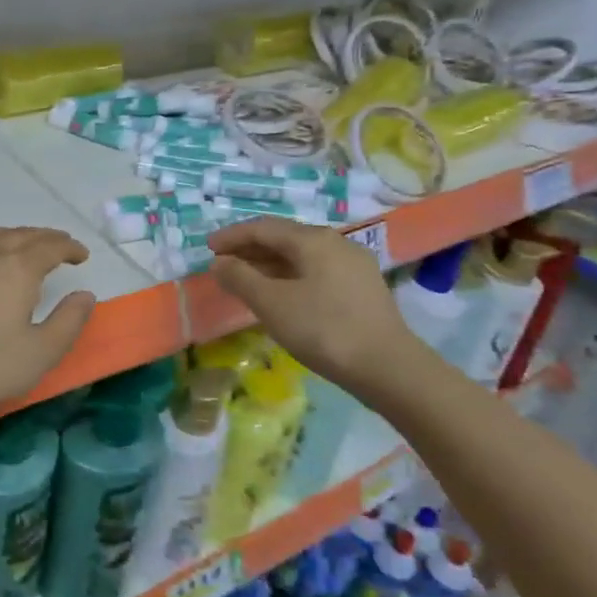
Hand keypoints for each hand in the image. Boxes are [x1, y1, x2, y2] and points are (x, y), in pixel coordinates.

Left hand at [0, 227, 95, 434]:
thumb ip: (68, 321)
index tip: (81, 254)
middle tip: (59, 244)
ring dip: (11, 235)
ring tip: (21, 245)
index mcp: (16, 268)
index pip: (50, 246)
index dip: (69, 247)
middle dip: (44, 237)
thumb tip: (85, 294)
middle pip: (20, 235)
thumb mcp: (40, 353)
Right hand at [206, 218, 415, 396]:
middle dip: (250, 249)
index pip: (263, 227)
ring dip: (269, 265)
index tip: (207, 248)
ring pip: (301, 257)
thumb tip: (218, 262)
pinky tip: (280, 296)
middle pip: (284, 238)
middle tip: (222, 264)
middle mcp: (336, 243)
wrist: (389, 369)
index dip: (232, 236)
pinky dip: (290, 277)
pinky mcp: (362, 289)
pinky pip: (316, 272)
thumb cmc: (323, 329)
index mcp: (313, 240)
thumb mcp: (272, 304)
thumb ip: (240, 278)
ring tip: (245, 281)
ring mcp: (353, 266)